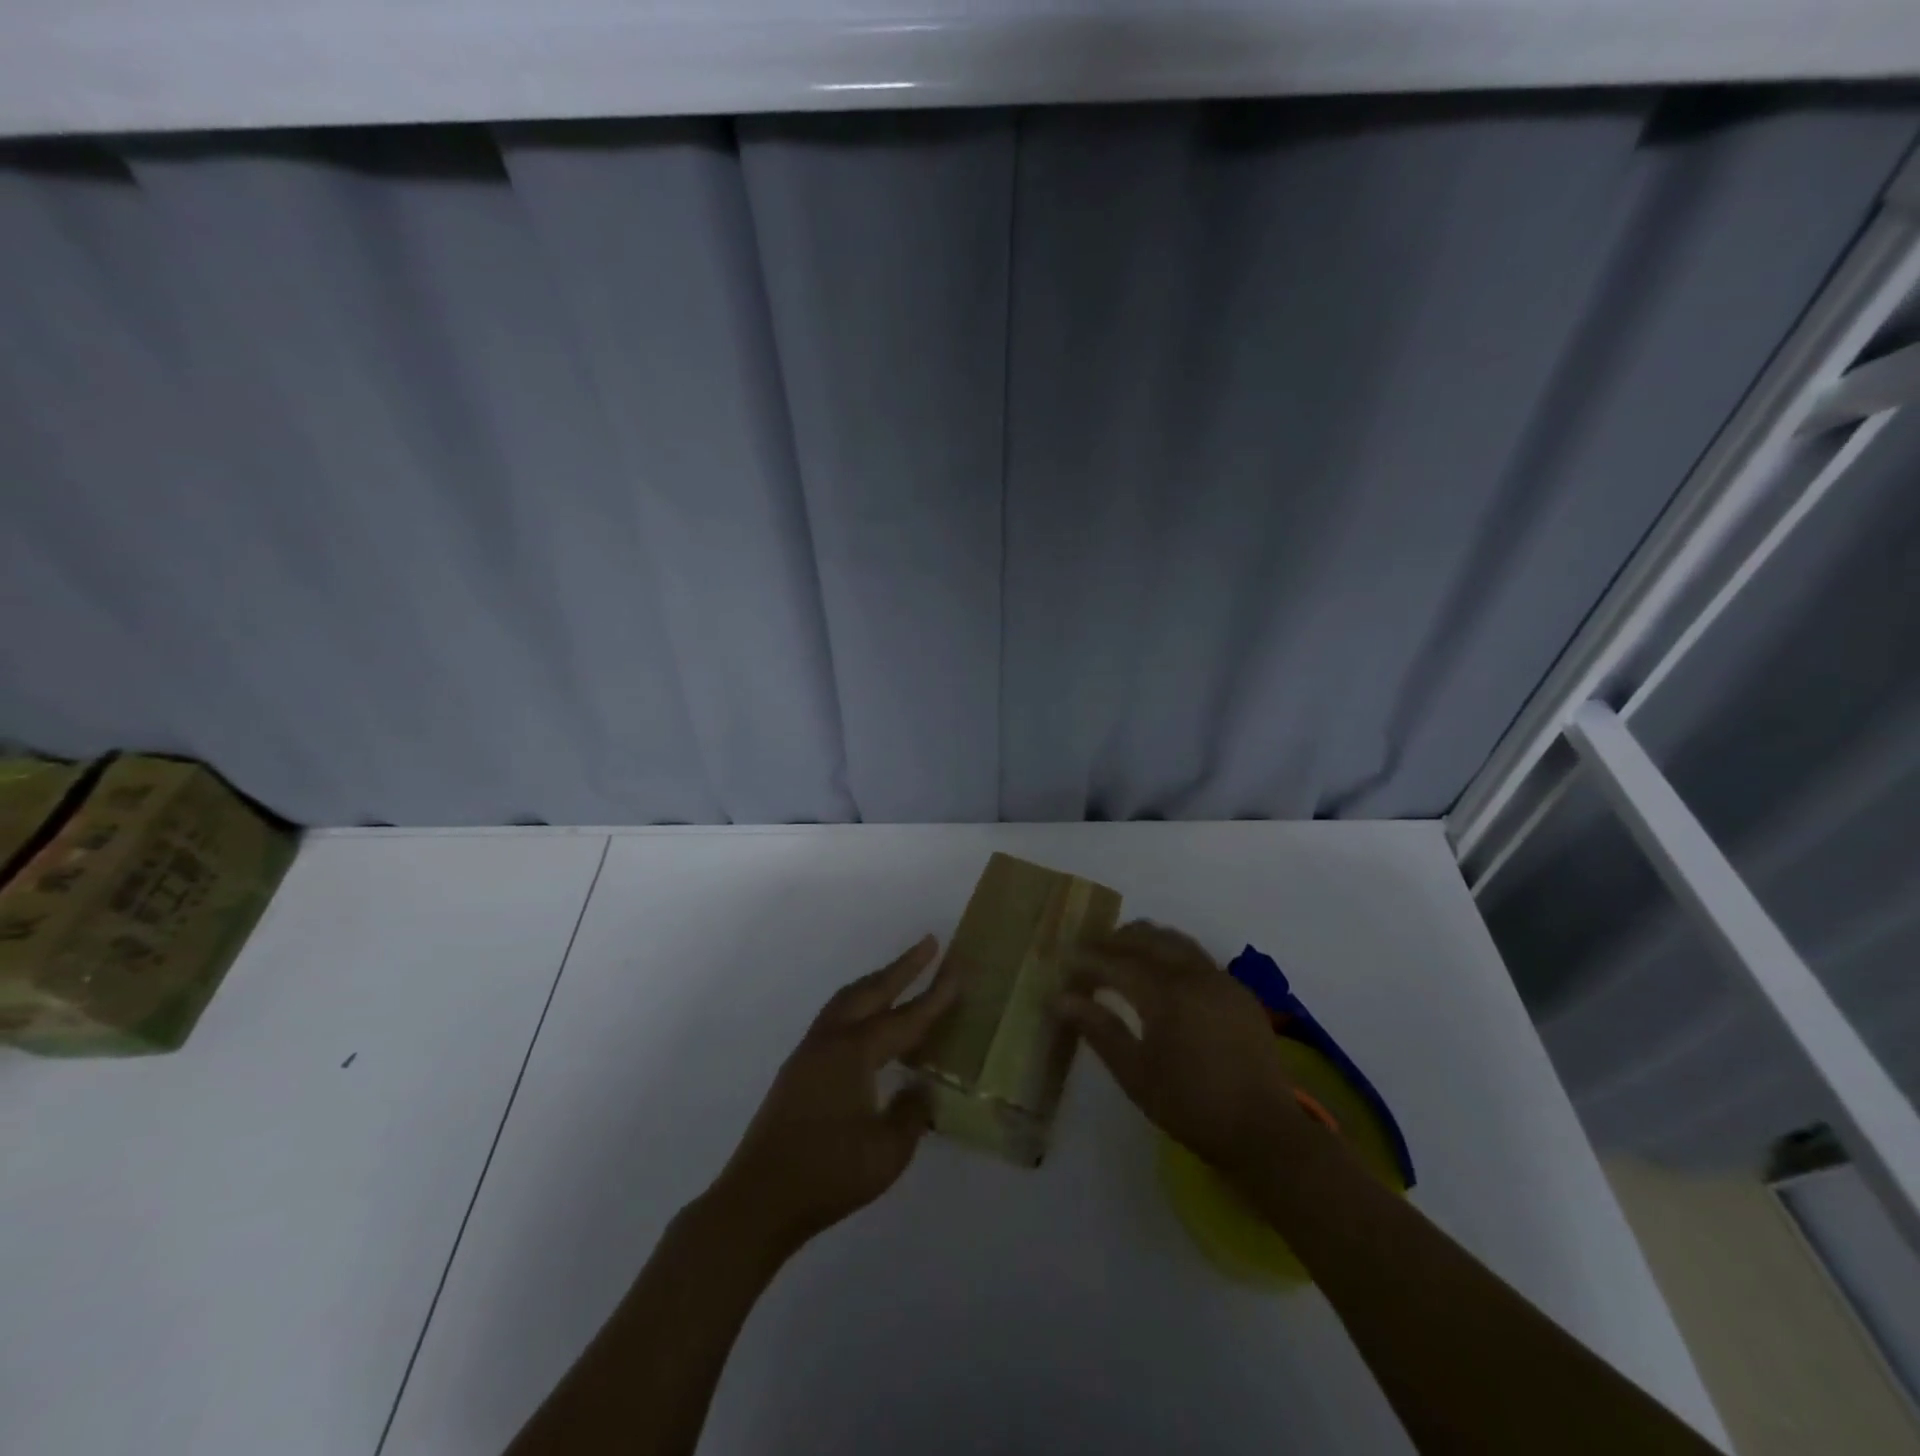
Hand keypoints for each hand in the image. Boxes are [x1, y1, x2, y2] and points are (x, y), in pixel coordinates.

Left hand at [710, 935, 959, 1254]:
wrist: (758, 1200)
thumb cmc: (827, 1175)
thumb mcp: (887, 1152)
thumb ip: (911, 1114)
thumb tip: (920, 1090)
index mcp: (854, 1053)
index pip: (905, 1017)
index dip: (935, 996)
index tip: (958, 970)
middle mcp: (830, 1041)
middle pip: (872, 991)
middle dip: (903, 967)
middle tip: (929, 944)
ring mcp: (809, 1053)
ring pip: (847, 1001)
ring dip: (876, 983)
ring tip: (900, 973)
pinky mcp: (797, 1069)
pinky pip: (835, 1019)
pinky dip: (859, 1006)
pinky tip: (868, 1025)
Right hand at [1056, 920, 1309, 1181]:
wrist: (1265, 1132)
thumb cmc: (1191, 1106)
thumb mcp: (1135, 1073)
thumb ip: (1098, 1029)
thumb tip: (1059, 999)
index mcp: (1165, 992)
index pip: (1116, 961)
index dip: (1087, 959)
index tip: (1065, 963)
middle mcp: (1193, 973)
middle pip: (1147, 937)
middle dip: (1114, 941)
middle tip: (1090, 956)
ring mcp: (1220, 979)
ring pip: (1175, 940)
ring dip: (1144, 942)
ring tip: (1122, 958)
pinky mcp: (1238, 991)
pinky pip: (1197, 957)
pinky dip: (1171, 954)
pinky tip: (1162, 978)